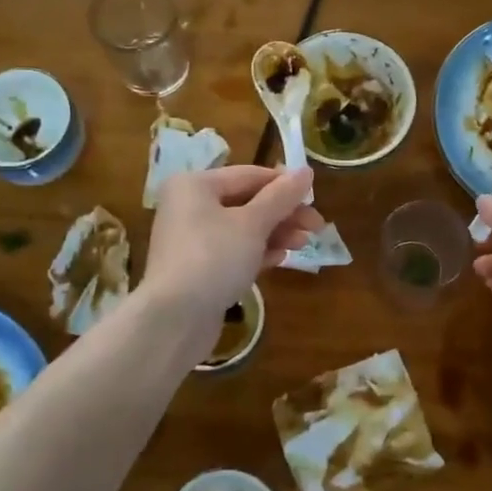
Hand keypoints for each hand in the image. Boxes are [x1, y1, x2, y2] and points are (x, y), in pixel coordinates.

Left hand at [145, 166, 322, 317]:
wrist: (175, 319)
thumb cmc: (214, 258)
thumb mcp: (253, 223)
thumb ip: (281, 197)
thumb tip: (307, 171)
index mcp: (195, 185)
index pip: (250, 175)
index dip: (285, 184)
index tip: (315, 198)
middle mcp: (189, 206)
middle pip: (246, 202)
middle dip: (283, 213)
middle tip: (316, 226)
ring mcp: (191, 240)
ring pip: (242, 228)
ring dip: (275, 233)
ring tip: (303, 244)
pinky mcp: (197, 268)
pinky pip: (233, 251)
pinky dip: (257, 252)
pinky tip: (279, 259)